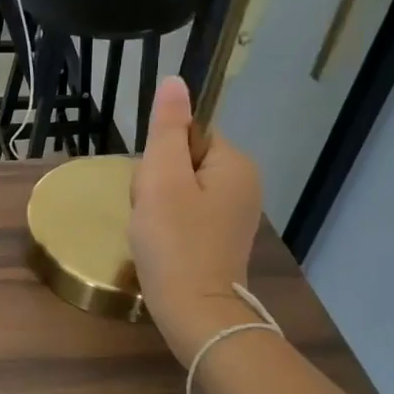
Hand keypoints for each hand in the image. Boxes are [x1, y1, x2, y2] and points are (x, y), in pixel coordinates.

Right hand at [128, 77, 265, 365]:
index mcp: (234, 163)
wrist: (194, 312)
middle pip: (183, 159)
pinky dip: (166, 224)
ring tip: (152, 230)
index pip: (188, 133)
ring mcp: (234, 213)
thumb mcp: (162, 179)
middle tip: (150, 211)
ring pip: (180, 187)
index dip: (160, 155)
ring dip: (157, 203)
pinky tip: (160, 243)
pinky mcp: (220, 236)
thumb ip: (167, 129)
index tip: (153, 185)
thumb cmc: (175, 242)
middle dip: (157, 181)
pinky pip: (185, 212)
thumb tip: (175, 81)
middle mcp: (243, 183)